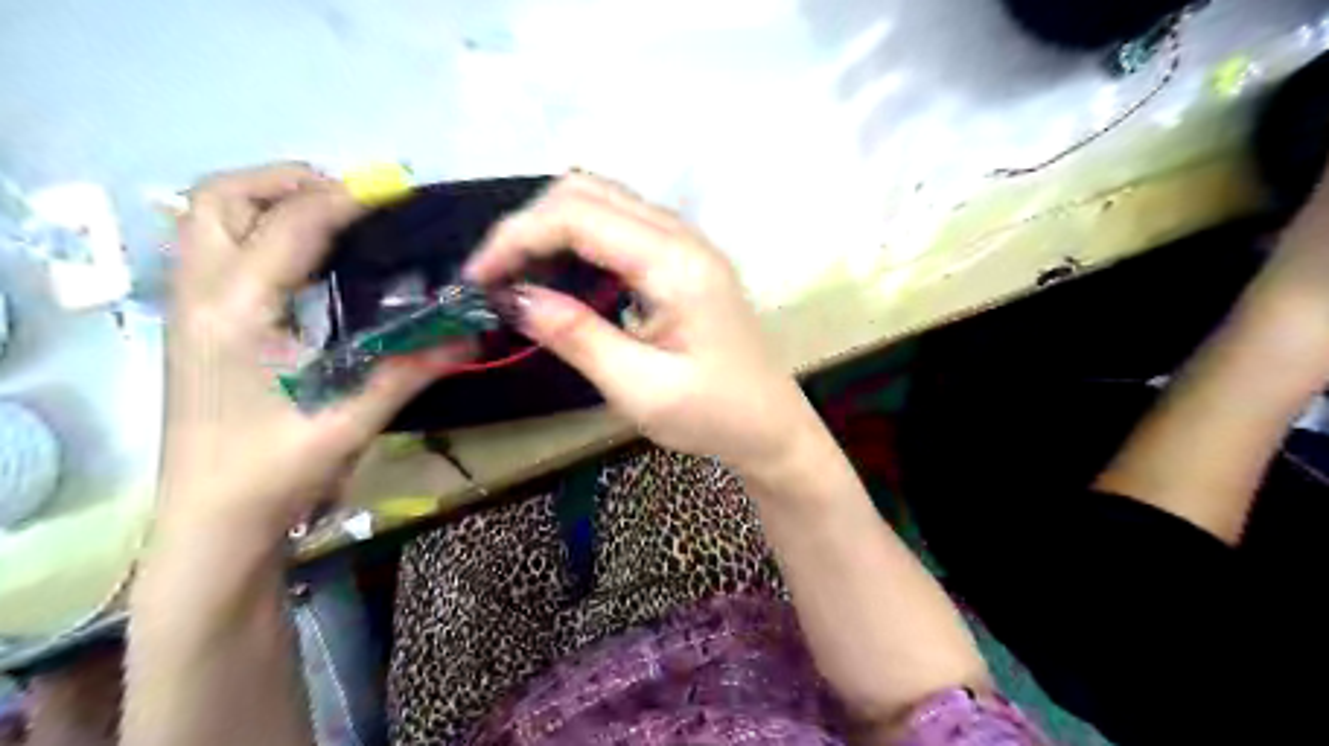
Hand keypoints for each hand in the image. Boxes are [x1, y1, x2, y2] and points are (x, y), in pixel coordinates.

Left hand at [161, 159, 466, 534]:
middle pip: (221, 198)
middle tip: (353, 202)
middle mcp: (202, 296)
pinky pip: (216, 248)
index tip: (395, 189)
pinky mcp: (196, 324)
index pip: (290, 225)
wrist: (212, 523)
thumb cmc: (276, 474)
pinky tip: (309, 263)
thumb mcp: (354, 419)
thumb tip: (474, 332)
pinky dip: (259, 231)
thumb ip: (414, 367)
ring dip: (268, 202)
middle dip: (287, 181)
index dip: (346, 197)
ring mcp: (190, 308)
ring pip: (208, 218)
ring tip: (334, 221)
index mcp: (238, 313)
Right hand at [463, 171, 819, 474]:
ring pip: (603, 202)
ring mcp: (686, 244)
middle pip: (588, 192)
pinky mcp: (683, 261)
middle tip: (496, 278)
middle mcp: (682, 236)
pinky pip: (621, 228)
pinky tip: (562, 277)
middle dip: (529, 226)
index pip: (578, 215)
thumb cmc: (713, 415)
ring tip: (519, 277)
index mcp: (675, 263)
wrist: (771, 427)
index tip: (478, 281)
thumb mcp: (640, 388)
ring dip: (552, 229)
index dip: (517, 238)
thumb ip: (577, 336)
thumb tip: (515, 298)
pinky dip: (579, 241)